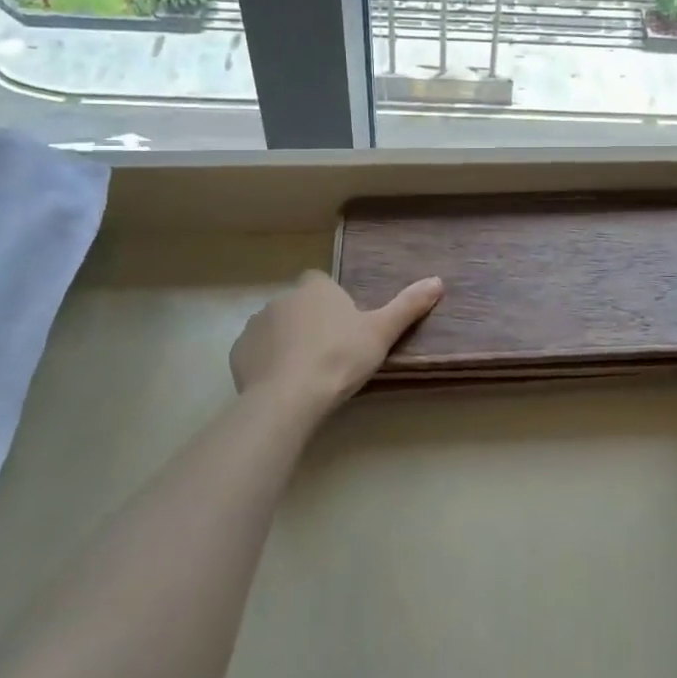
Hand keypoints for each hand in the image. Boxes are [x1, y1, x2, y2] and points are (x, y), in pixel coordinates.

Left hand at [230, 269, 442, 410]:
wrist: (290, 397)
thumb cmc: (340, 358)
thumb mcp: (381, 332)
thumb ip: (408, 306)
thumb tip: (438, 281)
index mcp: (316, 288)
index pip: (321, 283)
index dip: (331, 302)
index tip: (344, 327)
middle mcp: (282, 298)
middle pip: (298, 306)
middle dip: (309, 323)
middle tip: (330, 355)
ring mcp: (256, 324)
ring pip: (275, 328)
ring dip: (286, 342)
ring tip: (305, 373)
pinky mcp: (238, 352)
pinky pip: (256, 352)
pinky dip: (267, 362)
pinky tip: (282, 384)